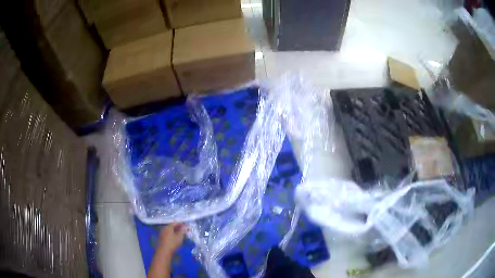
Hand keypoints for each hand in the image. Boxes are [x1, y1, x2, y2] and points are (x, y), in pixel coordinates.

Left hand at [157, 223, 185, 255]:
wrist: (164, 252)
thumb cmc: (173, 243)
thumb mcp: (180, 237)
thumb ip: (182, 231)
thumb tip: (185, 226)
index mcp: (168, 227)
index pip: (175, 223)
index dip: (181, 224)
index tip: (186, 226)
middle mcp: (164, 228)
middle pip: (172, 226)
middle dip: (178, 227)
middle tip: (184, 230)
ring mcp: (162, 233)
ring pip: (169, 230)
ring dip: (175, 231)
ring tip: (180, 234)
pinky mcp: (161, 238)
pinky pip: (167, 234)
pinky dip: (172, 234)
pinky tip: (175, 238)